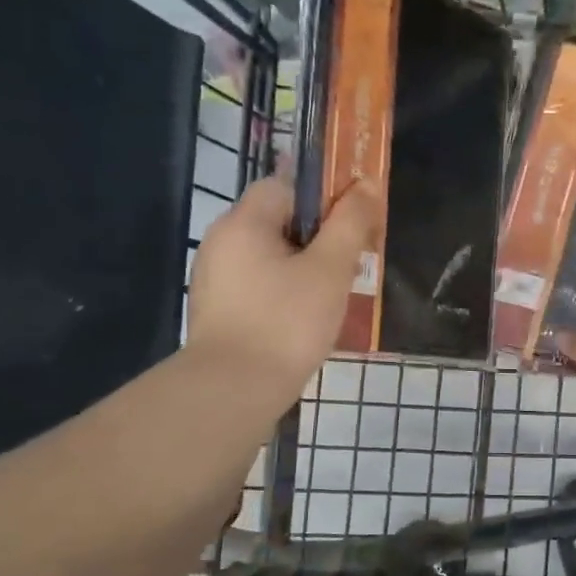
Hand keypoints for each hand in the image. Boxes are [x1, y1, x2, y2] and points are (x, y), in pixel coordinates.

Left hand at [188, 177, 378, 401]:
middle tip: (347, 265)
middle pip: (275, 222)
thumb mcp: (329, 270)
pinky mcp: (214, 311)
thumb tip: (364, 185)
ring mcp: (212, 279)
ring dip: (299, 269)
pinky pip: (255, 286)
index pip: (283, 185)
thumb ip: (349, 224)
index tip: (350, 224)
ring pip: (266, 258)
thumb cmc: (286, 323)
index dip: (320, 197)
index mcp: (243, 222)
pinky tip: (301, 320)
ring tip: (330, 297)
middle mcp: (220, 242)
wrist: (233, 390)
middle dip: (315, 238)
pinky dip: (280, 293)